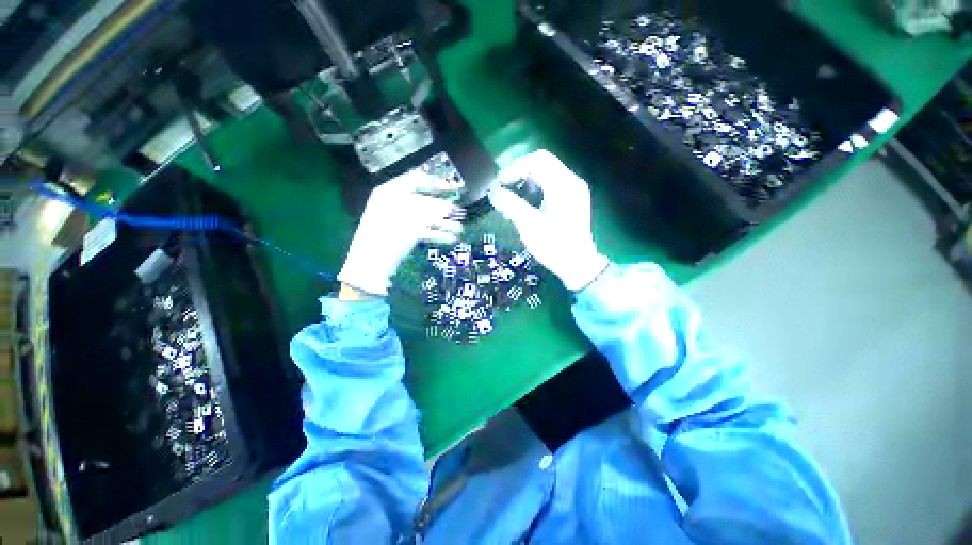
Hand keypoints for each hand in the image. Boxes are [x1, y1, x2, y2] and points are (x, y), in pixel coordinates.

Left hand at [338, 171, 463, 295]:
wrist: (371, 264)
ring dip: (445, 223)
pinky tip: (450, 238)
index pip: (415, 180)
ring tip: (459, 229)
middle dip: (444, 207)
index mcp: (388, 192)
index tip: (452, 188)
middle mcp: (395, 203)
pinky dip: (438, 234)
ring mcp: (401, 220)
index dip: (435, 182)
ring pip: (428, 218)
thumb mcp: (405, 218)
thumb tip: (448, 206)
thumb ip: (427, 210)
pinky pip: (425, 231)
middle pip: (425, 200)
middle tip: (459, 211)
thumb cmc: (382, 236)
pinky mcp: (406, 235)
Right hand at [489, 150, 608, 290]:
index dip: (515, 168)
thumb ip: (510, 205)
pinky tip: (527, 204)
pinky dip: (537, 189)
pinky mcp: (573, 200)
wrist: (578, 265)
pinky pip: (552, 185)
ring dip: (527, 181)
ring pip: (547, 173)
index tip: (500, 184)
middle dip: (520, 172)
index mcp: (563, 185)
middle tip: (504, 188)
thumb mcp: (529, 225)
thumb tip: (493, 192)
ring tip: (512, 198)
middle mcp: (572, 181)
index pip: (537, 160)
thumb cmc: (554, 246)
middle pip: (543, 163)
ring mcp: (574, 191)